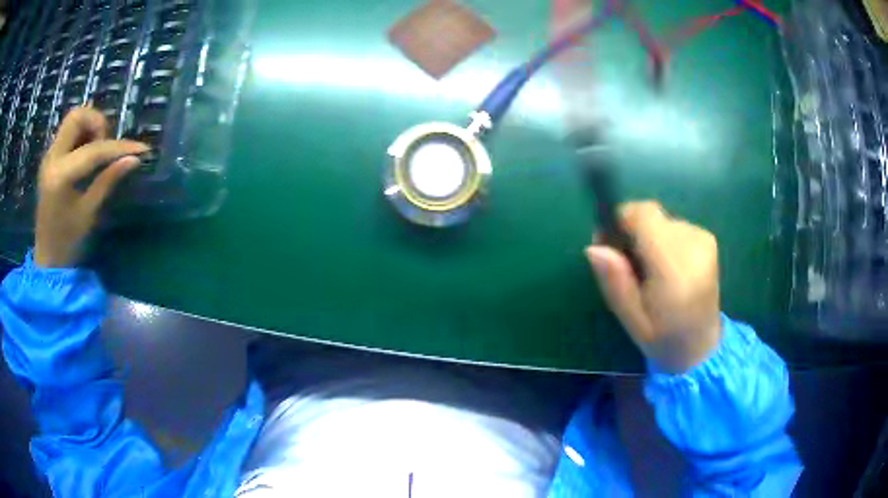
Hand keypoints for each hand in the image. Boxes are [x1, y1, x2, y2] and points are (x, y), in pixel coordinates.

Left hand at [34, 107, 148, 267]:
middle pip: (77, 116)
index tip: (141, 148)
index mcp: (60, 176)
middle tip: (107, 144)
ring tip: (98, 150)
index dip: (119, 147)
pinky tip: (88, 155)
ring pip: (72, 121)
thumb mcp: (88, 213)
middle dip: (97, 123)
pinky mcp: (50, 159)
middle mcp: (52, 158)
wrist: (46, 259)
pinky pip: (68, 133)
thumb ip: (108, 180)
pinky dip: (81, 135)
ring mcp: (49, 157)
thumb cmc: (67, 242)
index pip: (94, 149)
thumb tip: (135, 159)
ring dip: (89, 127)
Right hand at [585, 201, 721, 372]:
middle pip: (651, 214)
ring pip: (662, 220)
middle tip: (627, 263)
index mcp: (674, 269)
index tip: (609, 242)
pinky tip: (667, 268)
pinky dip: (664, 240)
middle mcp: (693, 246)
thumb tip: (593, 247)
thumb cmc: (663, 338)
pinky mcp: (708, 239)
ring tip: (650, 270)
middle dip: (633, 231)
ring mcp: (704, 240)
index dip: (621, 219)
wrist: (701, 346)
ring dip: (649, 237)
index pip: (644, 215)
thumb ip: (614, 282)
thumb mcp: (631, 319)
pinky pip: (675, 226)